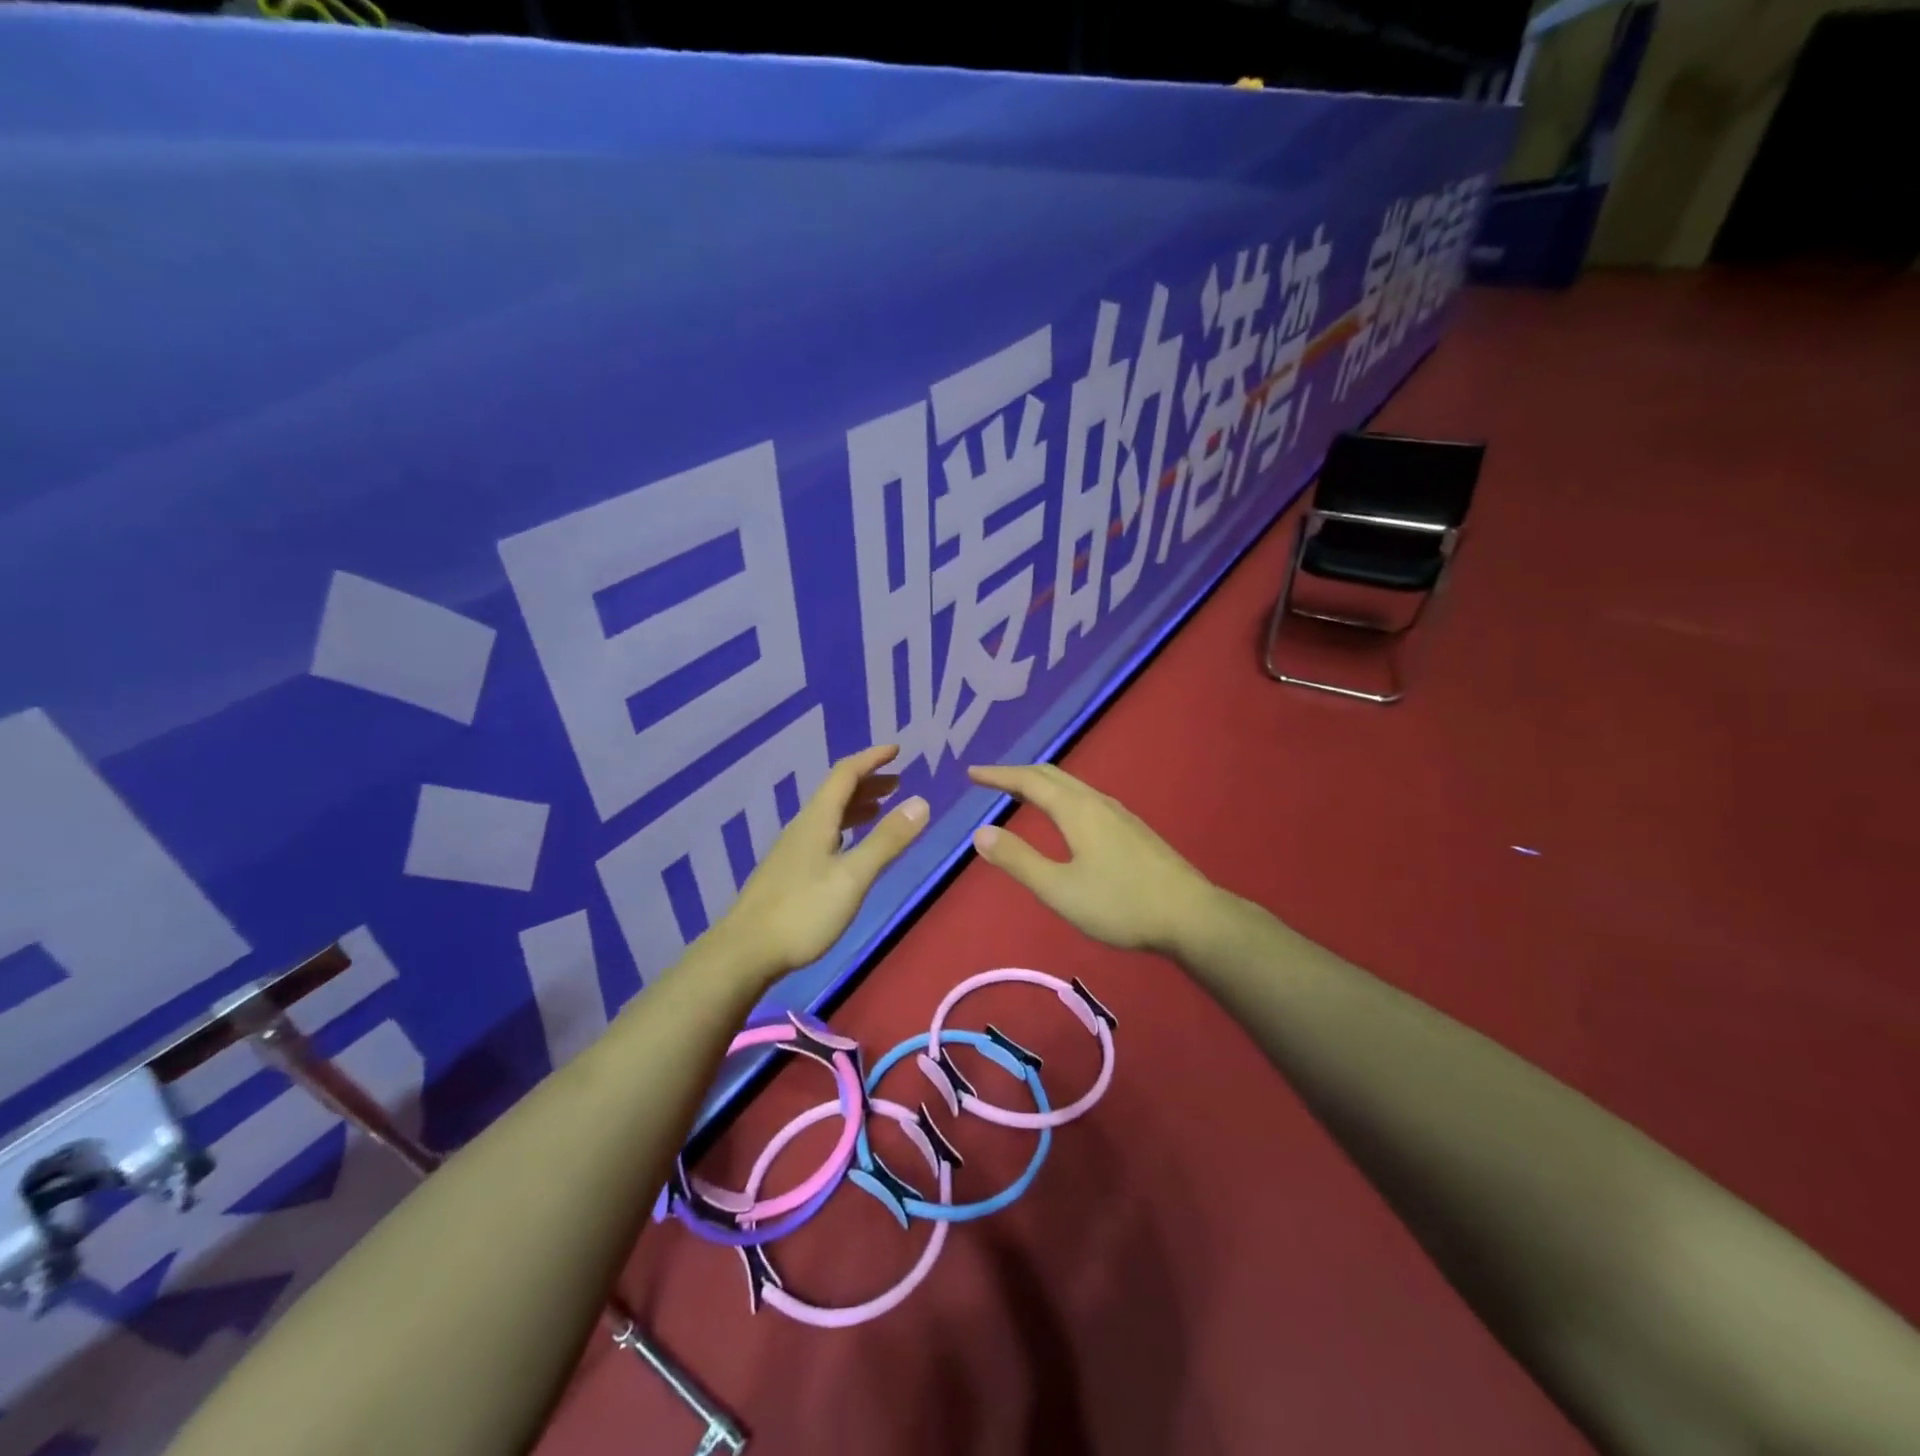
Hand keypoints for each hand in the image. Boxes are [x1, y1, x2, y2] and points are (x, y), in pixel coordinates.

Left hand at [714, 745, 927, 981]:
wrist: (745, 952)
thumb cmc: (803, 912)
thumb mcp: (853, 876)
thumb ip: (887, 840)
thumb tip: (921, 802)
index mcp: (817, 820)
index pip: (845, 774)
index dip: (871, 759)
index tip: (896, 750)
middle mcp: (803, 827)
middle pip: (836, 792)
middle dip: (868, 782)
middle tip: (898, 782)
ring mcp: (793, 850)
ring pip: (829, 815)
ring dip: (857, 805)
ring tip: (882, 809)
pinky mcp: (789, 872)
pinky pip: (823, 834)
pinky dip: (846, 828)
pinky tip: (850, 847)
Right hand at [966, 763, 1219, 955]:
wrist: (1191, 916)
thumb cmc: (1120, 904)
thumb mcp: (1059, 889)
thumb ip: (1018, 860)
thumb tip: (980, 832)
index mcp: (1077, 810)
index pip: (1029, 781)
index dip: (998, 775)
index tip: (972, 773)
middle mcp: (1097, 802)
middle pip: (1052, 775)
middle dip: (1018, 773)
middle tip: (990, 780)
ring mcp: (1119, 814)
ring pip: (1072, 786)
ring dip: (1041, 784)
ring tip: (1020, 795)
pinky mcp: (1132, 830)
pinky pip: (1086, 799)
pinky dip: (1060, 797)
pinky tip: (1064, 818)